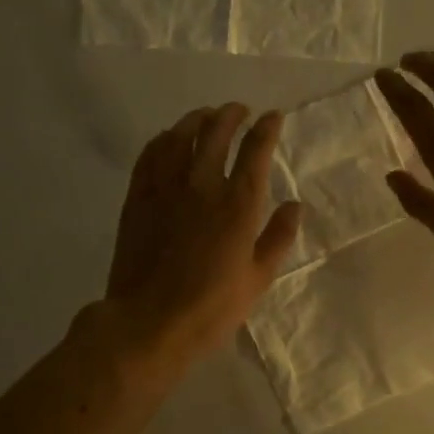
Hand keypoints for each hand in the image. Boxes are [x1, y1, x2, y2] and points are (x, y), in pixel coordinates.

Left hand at [104, 104, 302, 368]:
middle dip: (231, 114)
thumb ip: (278, 237)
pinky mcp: (138, 197)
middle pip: (216, 132)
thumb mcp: (258, 279)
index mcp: (238, 204)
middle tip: (239, 110)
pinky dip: (163, 139)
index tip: (273, 117)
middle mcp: (202, 185)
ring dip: (196, 119)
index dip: (266, 128)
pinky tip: (168, 138)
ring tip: (206, 115)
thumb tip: (296, 205)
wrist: (148, 322)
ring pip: (180, 136)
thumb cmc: (210, 308)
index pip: (256, 150)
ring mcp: (165, 188)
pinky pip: (150, 155)